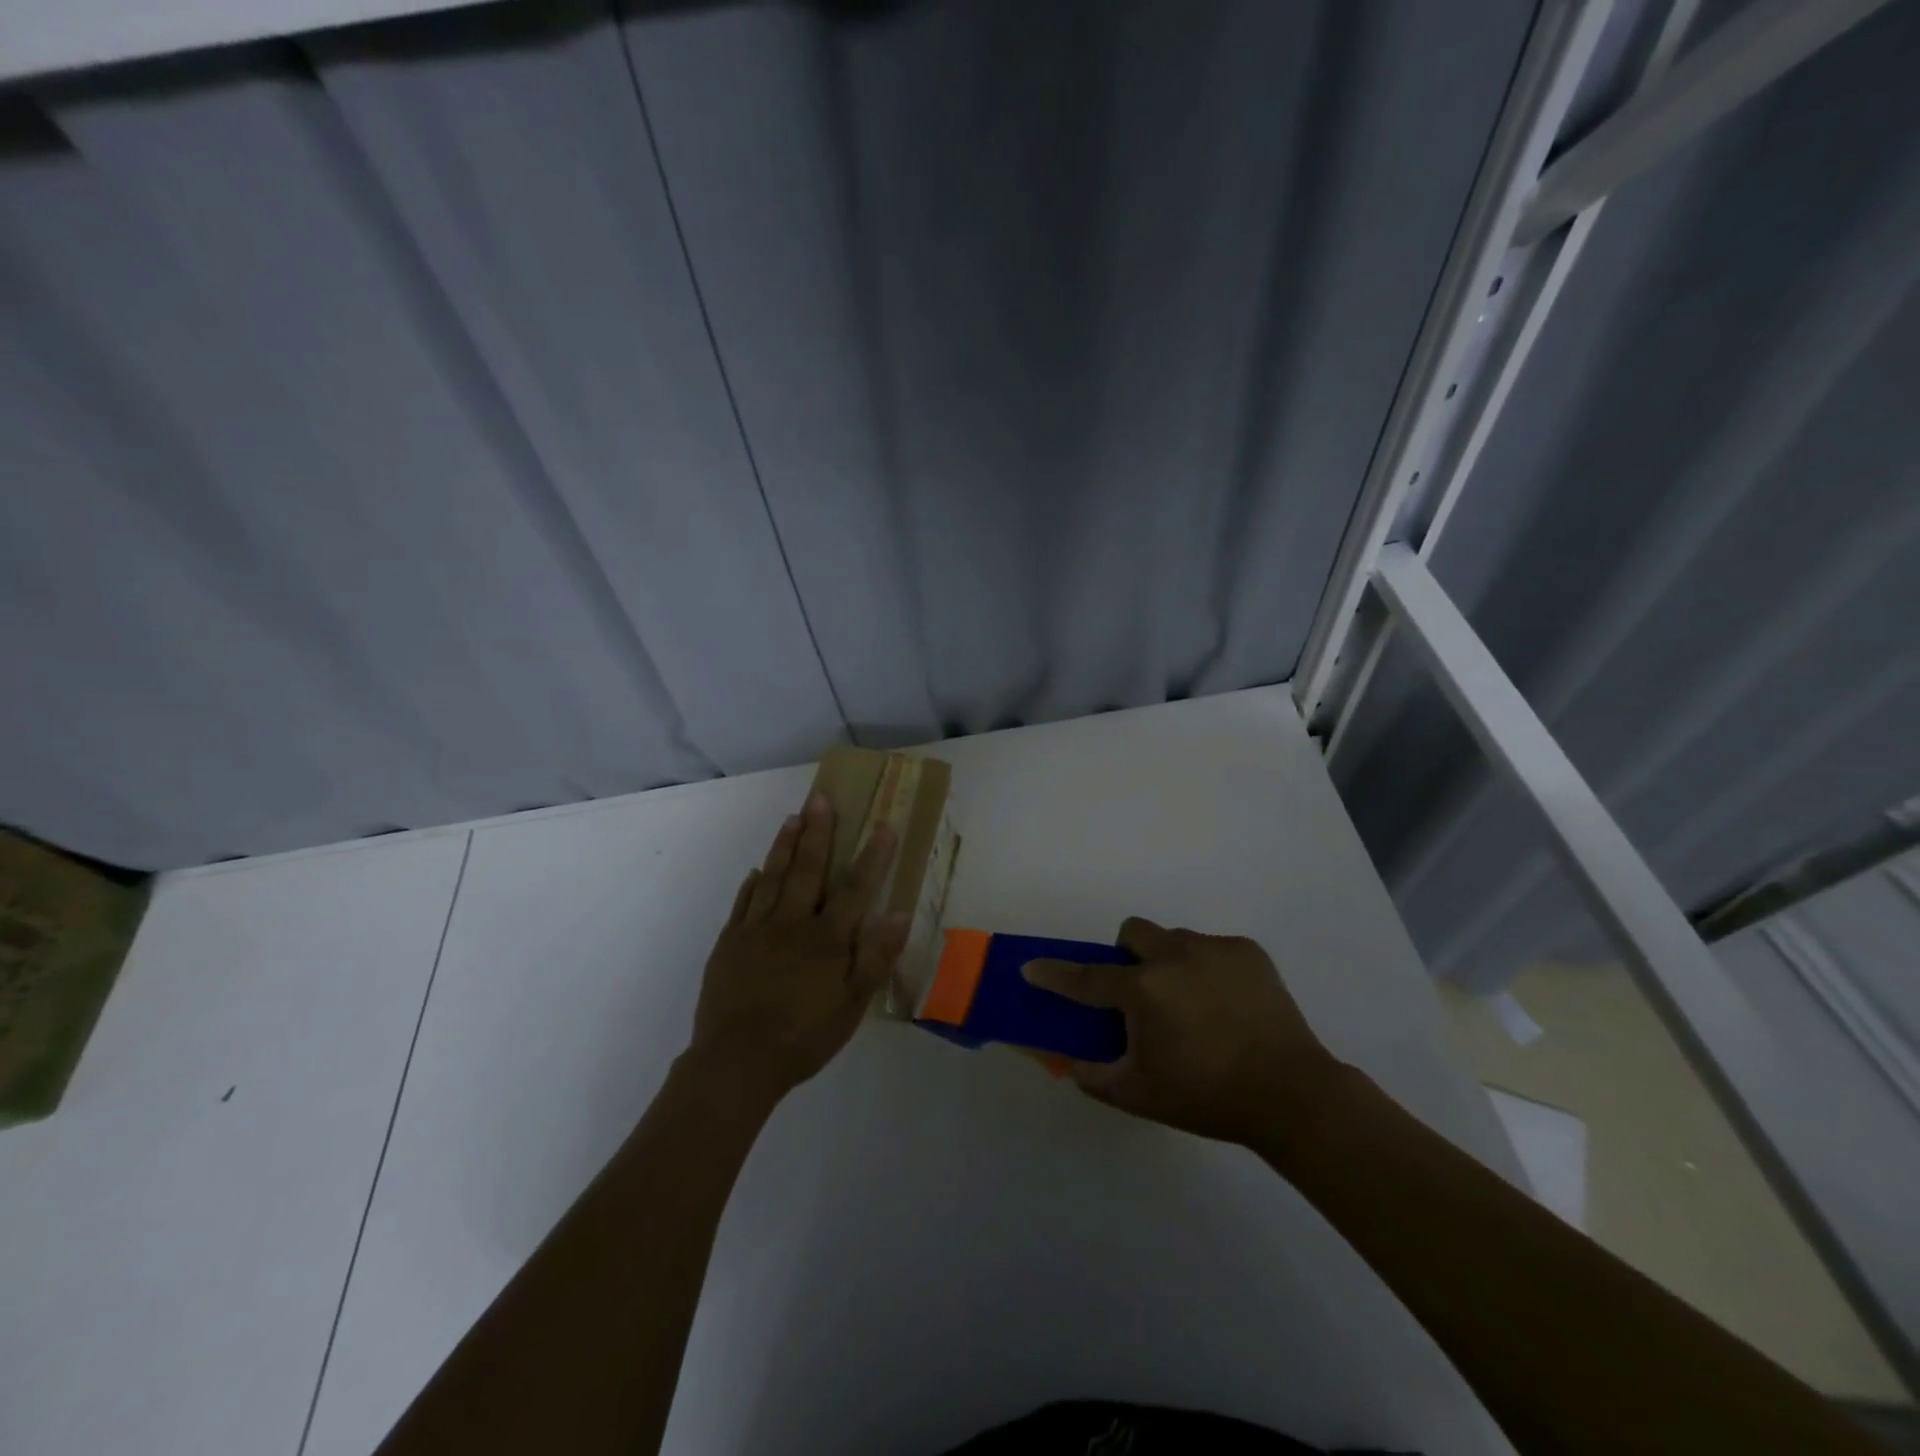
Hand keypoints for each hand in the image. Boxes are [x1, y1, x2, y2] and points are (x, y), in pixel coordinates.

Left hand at [686, 793, 909, 1107]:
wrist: (736, 1063)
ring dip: (785, 845)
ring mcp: (756, 930)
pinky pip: (743, 903)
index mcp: (826, 938)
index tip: (883, 824)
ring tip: (794, 817)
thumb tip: (899, 914)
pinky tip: (758, 871)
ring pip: (773, 876)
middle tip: (821, 797)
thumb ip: (876, 958)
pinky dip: (753, 883)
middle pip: (808, 868)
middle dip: (818, 831)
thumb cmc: (804, 1037)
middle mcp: (792, 923)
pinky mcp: (729, 943)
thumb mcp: (852, 1006)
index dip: (872, 855)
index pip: (855, 887)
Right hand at [1022, 918, 1340, 1148]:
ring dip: (1169, 963)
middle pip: (1132, 933)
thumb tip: (1069, 1059)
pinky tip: (1227, 1005)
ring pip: (1174, 940)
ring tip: (1192, 1005)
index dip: (1053, 973)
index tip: (1031, 967)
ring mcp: (1214, 948)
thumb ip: (1093, 1076)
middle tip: (1140, 993)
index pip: (1086, 978)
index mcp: (1144, 990)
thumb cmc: (1207, 1097)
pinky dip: (1208, 969)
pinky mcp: (1248, 951)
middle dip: (1126, 956)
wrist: (1292, 1095)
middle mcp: (1173, 956)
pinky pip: (1212, 948)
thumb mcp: (1139, 1095)